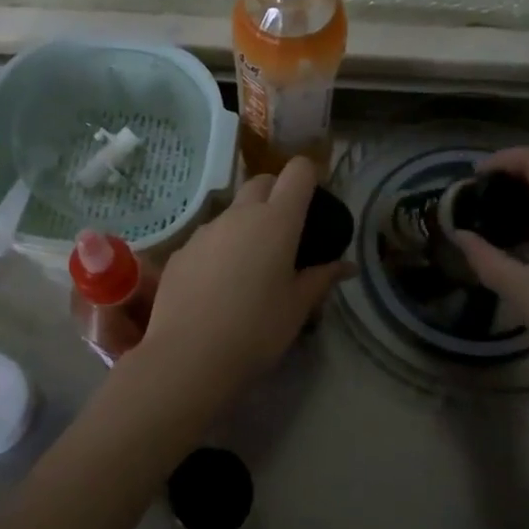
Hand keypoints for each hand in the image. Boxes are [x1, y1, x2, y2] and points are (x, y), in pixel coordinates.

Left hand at [140, 159, 354, 395]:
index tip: (314, 201)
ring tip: (251, 265)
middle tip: (286, 232)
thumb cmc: (257, 330)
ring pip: (232, 211)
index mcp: (277, 221)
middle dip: (277, 194)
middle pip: (262, 182)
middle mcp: (240, 215)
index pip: (298, 172)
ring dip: (246, 224)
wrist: (189, 356)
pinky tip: (219, 285)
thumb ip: (322, 278)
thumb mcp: (298, 307)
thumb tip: (347, 266)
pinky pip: (208, 238)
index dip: (309, 177)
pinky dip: (220, 248)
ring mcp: (205, 230)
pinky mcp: (181, 251)